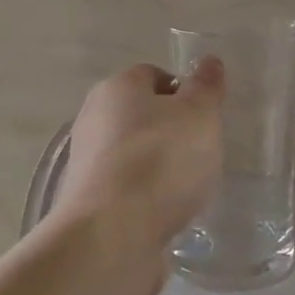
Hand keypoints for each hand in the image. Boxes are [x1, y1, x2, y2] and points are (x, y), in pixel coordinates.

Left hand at [54, 59, 224, 258]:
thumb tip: (209, 61)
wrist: (111, 233)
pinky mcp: (86, 202)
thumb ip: (206, 88)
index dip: (184, 93)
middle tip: (201, 152)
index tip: (206, 118)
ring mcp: (85, 162)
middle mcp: (93, 118)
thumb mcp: (200, 115)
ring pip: (132, 154)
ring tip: (186, 189)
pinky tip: (165, 215)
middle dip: (171, 131)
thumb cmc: (161, 160)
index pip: (154, 75)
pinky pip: (124, 190)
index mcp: (118, 87)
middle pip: (141, 116)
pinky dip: (144, 198)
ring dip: (157, 167)